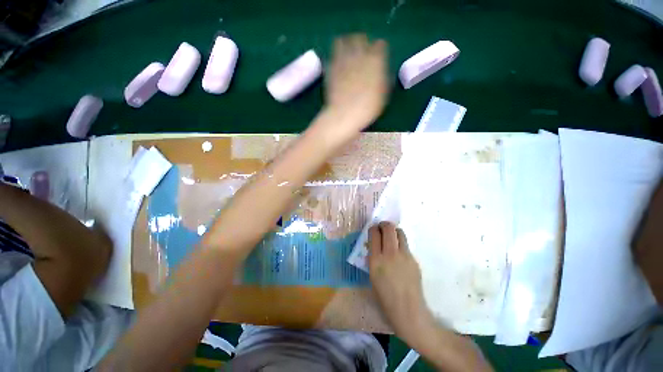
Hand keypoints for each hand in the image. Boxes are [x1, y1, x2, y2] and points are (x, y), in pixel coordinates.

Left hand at [323, 34, 388, 139]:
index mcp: (376, 59)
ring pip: (343, 41)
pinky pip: (332, 55)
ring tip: (347, 55)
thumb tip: (382, 72)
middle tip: (361, 54)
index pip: (380, 45)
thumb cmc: (368, 107)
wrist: (345, 114)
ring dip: (346, 45)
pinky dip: (335, 58)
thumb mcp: (383, 94)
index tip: (378, 59)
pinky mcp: (330, 68)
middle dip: (362, 44)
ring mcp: (343, 59)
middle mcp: (359, 54)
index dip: (379, 51)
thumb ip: (383, 78)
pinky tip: (337, 66)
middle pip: (360, 38)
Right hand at [368, 222, 432, 342]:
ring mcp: (404, 255)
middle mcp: (390, 254)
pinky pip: (405, 245)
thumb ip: (373, 257)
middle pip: (388, 228)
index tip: (373, 229)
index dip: (373, 228)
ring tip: (391, 237)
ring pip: (399, 233)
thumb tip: (374, 244)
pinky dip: (400, 243)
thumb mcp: (372, 276)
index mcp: (376, 260)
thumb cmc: (385, 297)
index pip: (374, 233)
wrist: (408, 311)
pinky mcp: (413, 259)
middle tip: (382, 228)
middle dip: (384, 224)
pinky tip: (399, 253)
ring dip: (394, 231)